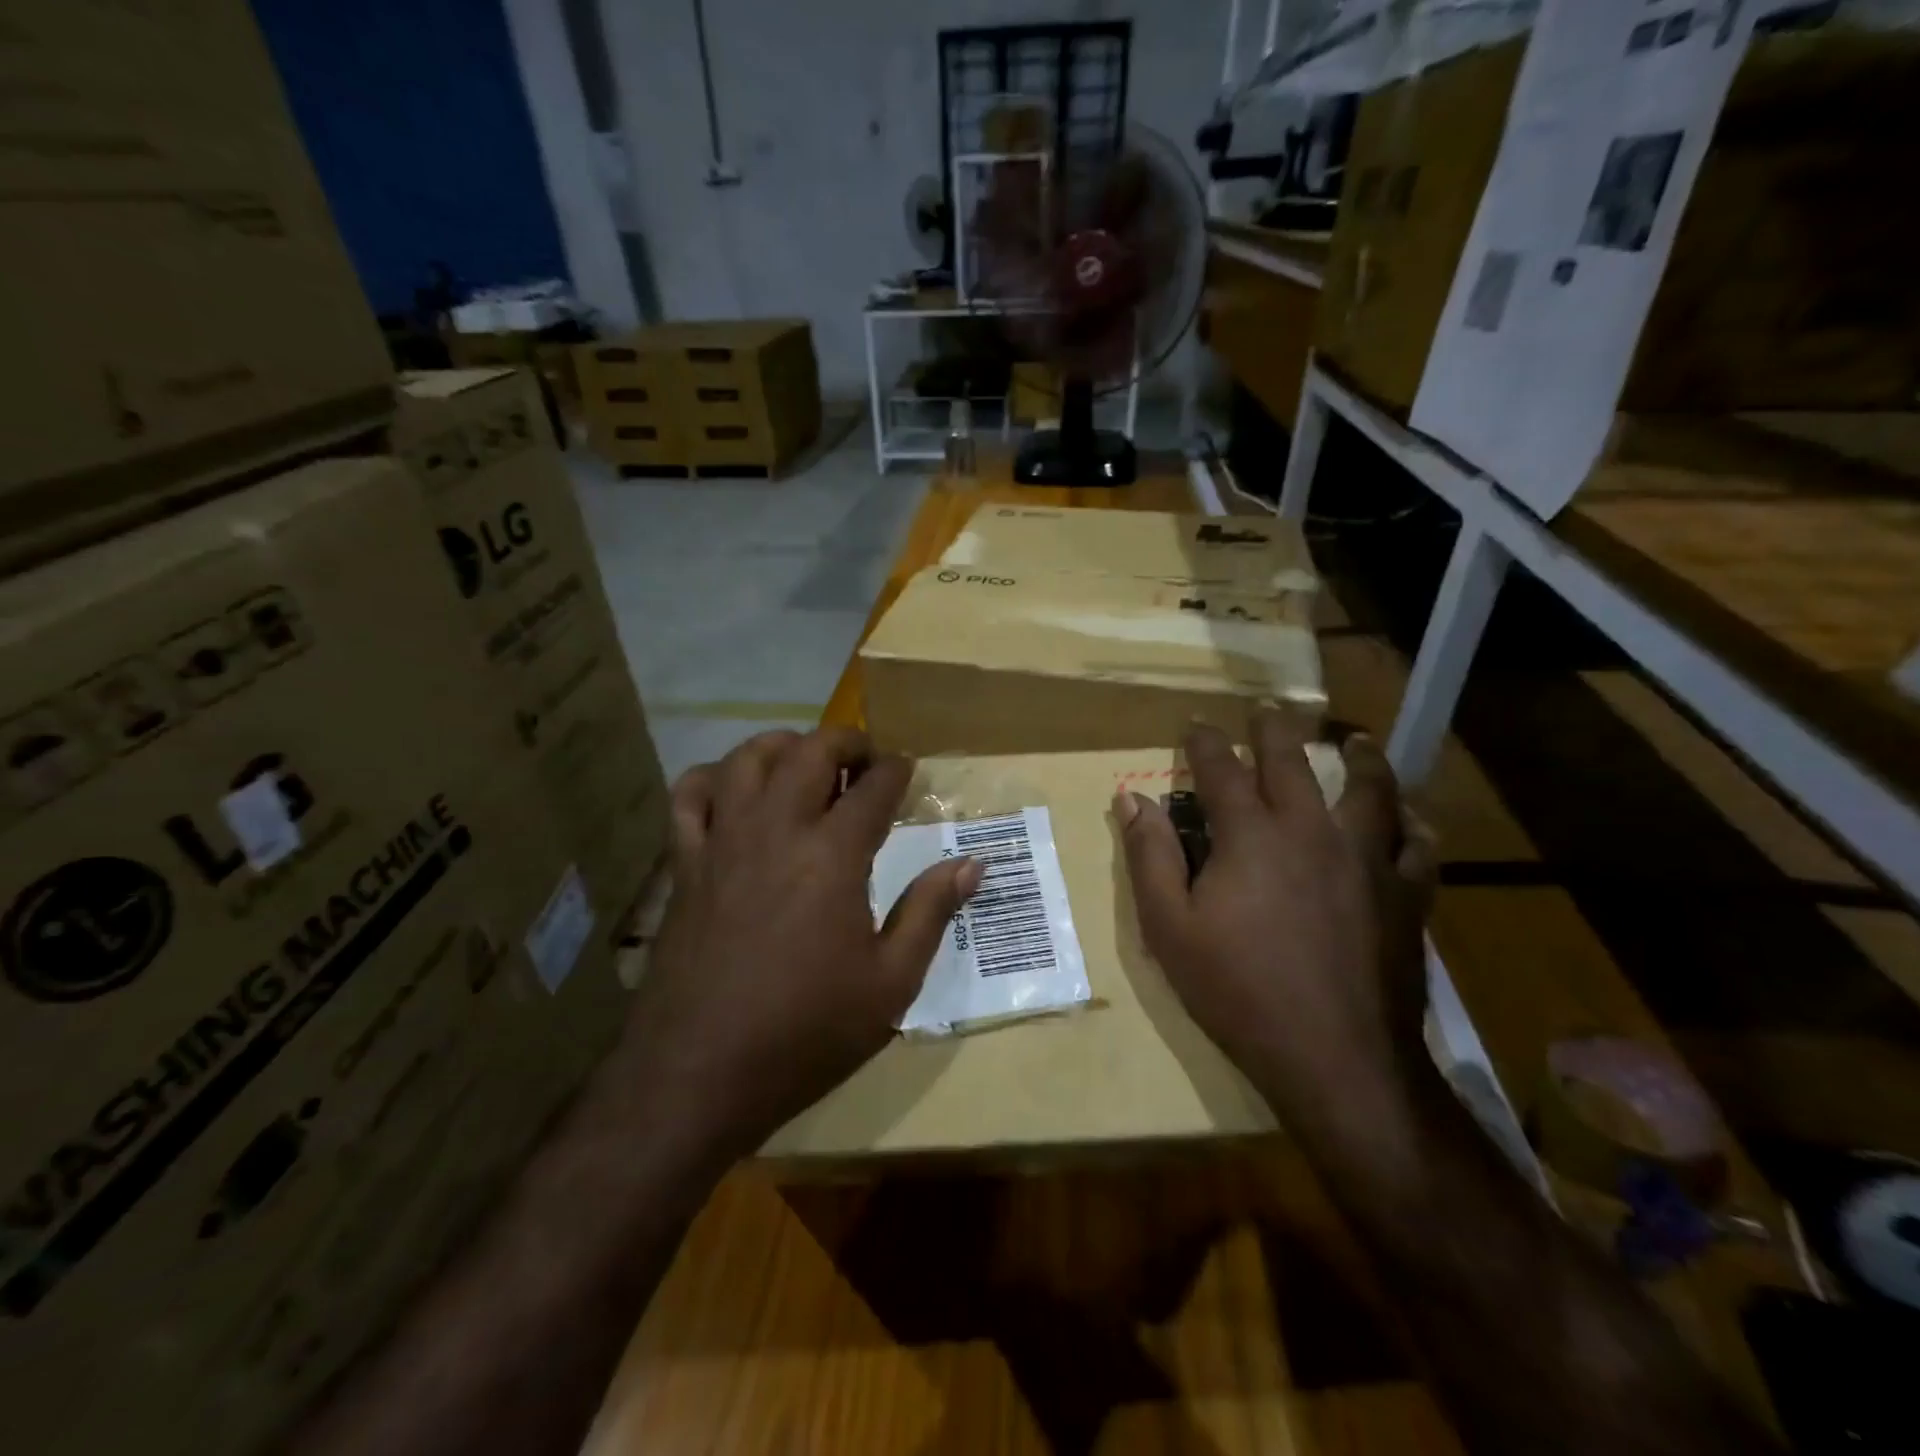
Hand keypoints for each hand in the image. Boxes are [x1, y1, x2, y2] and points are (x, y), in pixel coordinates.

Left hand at [618, 729, 980, 1158]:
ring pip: (747, 758)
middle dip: (847, 741)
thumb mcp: (891, 983)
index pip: (874, 786)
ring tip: (804, 761)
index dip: (898, 770)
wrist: (698, 1074)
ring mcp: (723, 841)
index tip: (908, 770)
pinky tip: (732, 791)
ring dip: (783, 746)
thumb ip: (931, 912)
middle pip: (811, 751)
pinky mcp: (684, 864)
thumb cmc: (806, 1031)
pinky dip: (713, 778)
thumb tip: (972, 864)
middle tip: (866, 759)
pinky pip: (689, 796)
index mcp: (833, 855)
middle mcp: (777, 830)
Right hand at [1115, 712, 1434, 1120]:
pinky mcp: (1405, 896)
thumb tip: (1130, 798)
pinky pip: (1416, 847)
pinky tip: (1409, 819)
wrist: (1335, 1058)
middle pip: (1293, 763)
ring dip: (1359, 758)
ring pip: (1370, 790)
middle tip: (1267, 710)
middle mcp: (1311, 830)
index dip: (1204, 742)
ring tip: (1353, 740)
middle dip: (1274, 730)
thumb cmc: (1237, 990)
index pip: (1221, 770)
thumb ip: (1150, 856)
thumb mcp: (1169, 927)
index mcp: (1251, 836)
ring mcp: (1367, 860)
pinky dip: (1412, 825)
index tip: (1195, 724)